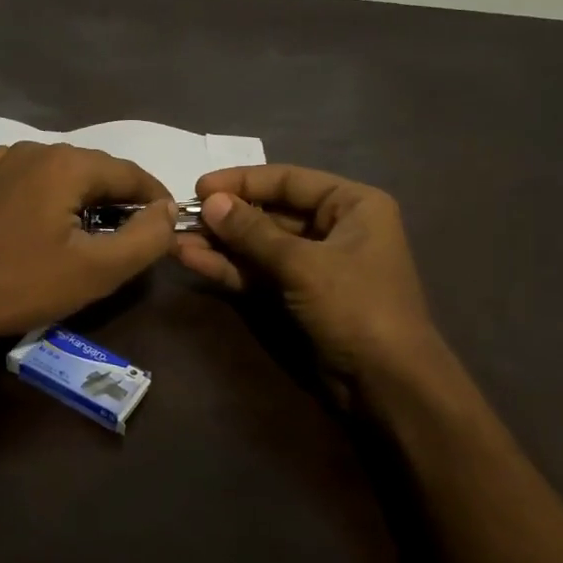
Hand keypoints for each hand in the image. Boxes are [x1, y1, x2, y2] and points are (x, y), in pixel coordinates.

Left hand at [0, 142, 176, 354]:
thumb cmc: (18, 284)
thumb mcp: (95, 270)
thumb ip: (145, 238)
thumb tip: (168, 212)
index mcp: (66, 163)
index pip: (131, 173)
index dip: (157, 200)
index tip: (170, 226)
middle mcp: (34, 150)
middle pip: (96, 171)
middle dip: (122, 202)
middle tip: (135, 239)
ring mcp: (0, 164)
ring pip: (63, 178)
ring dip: (87, 203)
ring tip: (96, 238)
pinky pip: (33, 185)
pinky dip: (54, 203)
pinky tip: (50, 231)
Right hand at [177, 165, 447, 392]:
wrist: (386, 382)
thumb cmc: (356, 307)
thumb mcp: (303, 264)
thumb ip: (253, 232)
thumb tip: (210, 202)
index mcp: (352, 205)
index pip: (289, 180)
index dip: (242, 182)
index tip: (199, 188)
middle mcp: (335, 228)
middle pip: (271, 213)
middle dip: (226, 218)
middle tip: (180, 219)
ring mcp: (315, 264)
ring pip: (260, 246)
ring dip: (221, 245)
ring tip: (176, 241)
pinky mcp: (298, 295)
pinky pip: (260, 273)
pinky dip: (230, 269)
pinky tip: (193, 261)